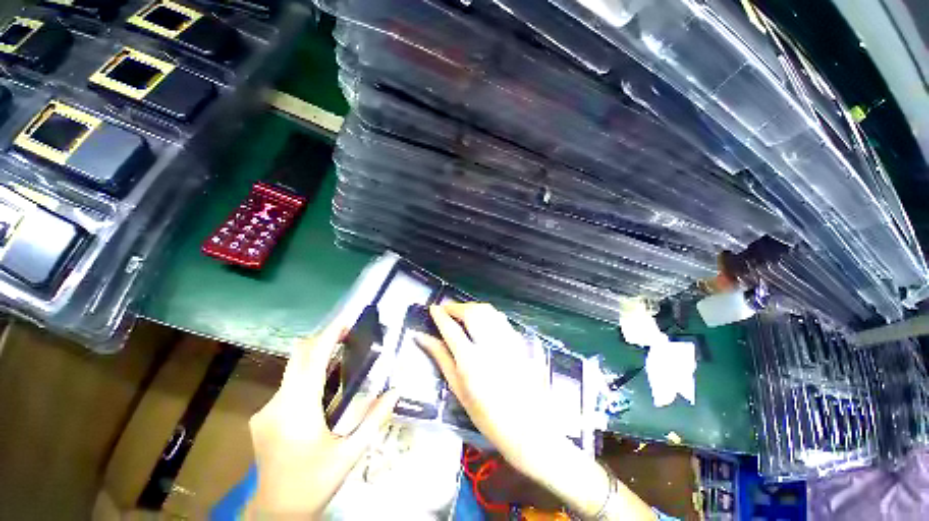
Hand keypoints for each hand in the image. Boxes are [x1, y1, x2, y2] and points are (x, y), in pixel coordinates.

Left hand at [245, 321, 399, 518]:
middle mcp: (277, 403)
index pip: (312, 360)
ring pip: (292, 371)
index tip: (345, 320)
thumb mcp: (350, 453)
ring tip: (341, 358)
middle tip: (348, 336)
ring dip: (316, 358)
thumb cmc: (313, 482)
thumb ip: (375, 419)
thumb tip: (396, 390)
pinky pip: (288, 386)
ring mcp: (266, 410)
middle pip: (298, 357)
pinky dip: (307, 376)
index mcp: (297, 409)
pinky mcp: (263, 417)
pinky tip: (322, 389)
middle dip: (322, 340)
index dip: (328, 336)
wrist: (275, 512)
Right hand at [415, 303, 556, 474]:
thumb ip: (441, 358)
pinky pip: (501, 318)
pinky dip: (488, 313)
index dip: (439, 315)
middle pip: (471, 313)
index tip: (432, 308)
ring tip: (462, 312)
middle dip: (455, 306)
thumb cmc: (487, 415)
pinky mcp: (520, 342)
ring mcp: (507, 341)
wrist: (528, 426)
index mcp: (470, 361)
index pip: (451, 328)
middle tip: (446, 309)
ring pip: (488, 311)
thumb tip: (422, 338)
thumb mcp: (458, 389)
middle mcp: (490, 346)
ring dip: (472, 307)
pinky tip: (482, 320)